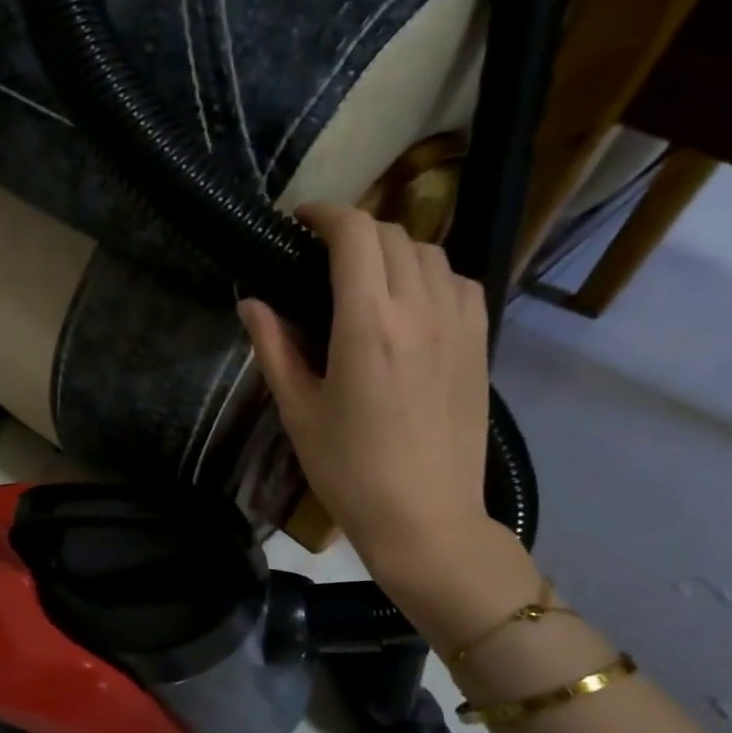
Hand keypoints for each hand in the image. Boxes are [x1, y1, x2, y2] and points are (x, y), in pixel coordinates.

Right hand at [239, 205, 501, 599]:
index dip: (326, 213)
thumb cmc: (348, 470)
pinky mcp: (481, 344)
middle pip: (393, 234)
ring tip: (365, 278)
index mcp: (369, 323)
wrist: (425, 518)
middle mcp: (421, 309)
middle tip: (322, 256)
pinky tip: (411, 303)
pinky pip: (460, 282)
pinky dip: (431, 274)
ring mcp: (460, 324)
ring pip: (431, 253)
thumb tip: (251, 302)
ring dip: (393, 249)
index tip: (300, 221)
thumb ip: (274, 347)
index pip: (356, 234)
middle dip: (354, 231)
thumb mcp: (298, 410)